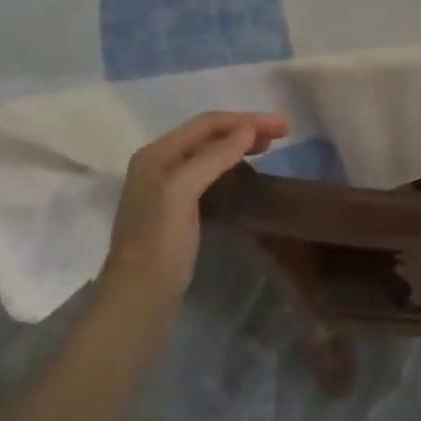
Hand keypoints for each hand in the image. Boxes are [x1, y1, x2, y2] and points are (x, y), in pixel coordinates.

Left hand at [106, 112, 288, 297]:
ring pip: (209, 153)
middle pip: (208, 134)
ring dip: (239, 144)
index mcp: (156, 154)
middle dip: (245, 128)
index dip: (247, 119)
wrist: (137, 301)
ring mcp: (165, 187)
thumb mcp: (182, 192)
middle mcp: (159, 163)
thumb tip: (247, 130)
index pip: (208, 123)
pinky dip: (230, 165)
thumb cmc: (160, 243)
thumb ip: (213, 157)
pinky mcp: (175, 209)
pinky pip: (208, 173)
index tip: (283, 126)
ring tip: (268, 147)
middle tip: (283, 133)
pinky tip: (244, 171)